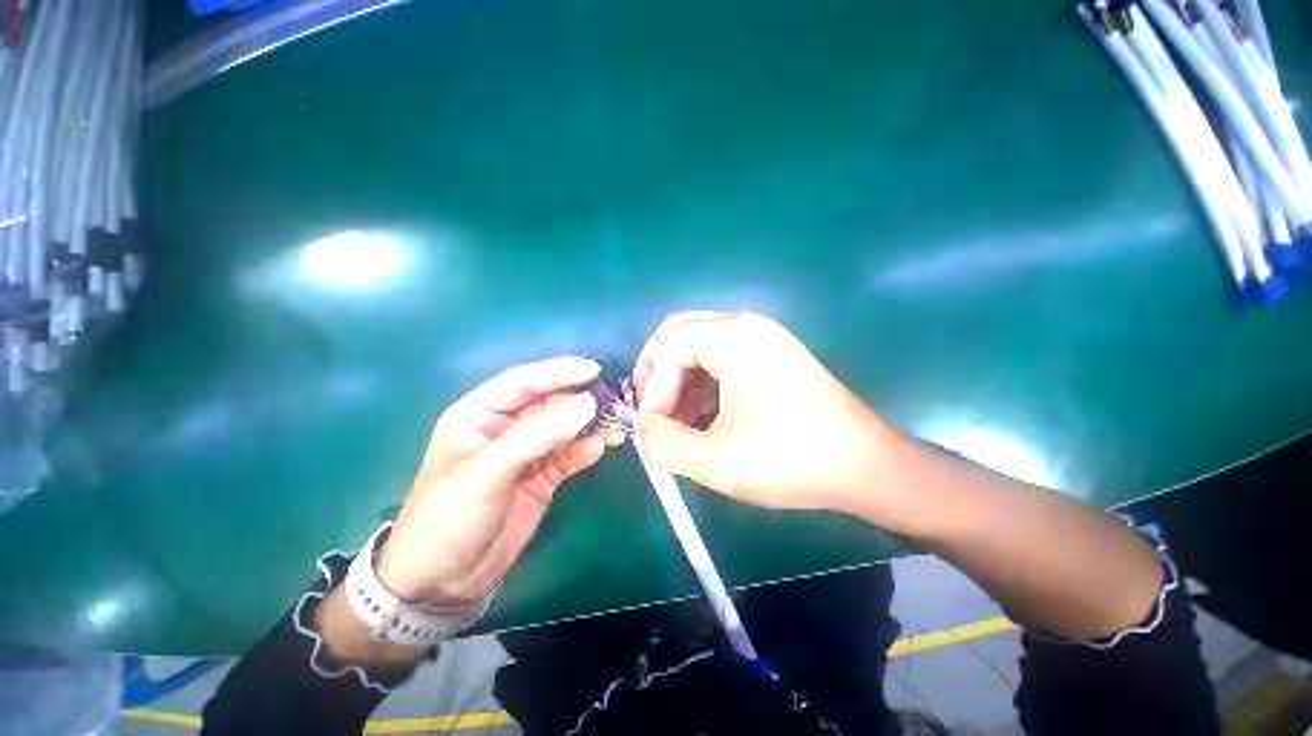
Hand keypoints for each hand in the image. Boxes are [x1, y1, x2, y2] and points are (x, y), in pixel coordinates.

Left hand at [374, 357, 608, 607]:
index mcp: (480, 414)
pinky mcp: (543, 477)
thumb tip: (588, 403)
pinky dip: (585, 451)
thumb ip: (538, 434)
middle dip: (579, 401)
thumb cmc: (449, 516)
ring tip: (615, 425)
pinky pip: (569, 456)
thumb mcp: (489, 470)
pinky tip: (599, 449)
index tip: (593, 370)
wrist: (444, 582)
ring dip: (589, 426)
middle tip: (611, 401)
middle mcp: (506, 427)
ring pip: (564, 429)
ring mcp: (527, 453)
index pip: (523, 382)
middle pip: (549, 403)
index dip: (558, 372)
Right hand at [633, 311, 900, 516]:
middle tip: (652, 408)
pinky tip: (699, 418)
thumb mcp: (717, 461)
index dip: (652, 386)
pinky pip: (719, 361)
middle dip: (657, 371)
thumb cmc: (792, 459)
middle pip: (680, 334)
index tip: (653, 426)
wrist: (866, 467)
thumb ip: (664, 444)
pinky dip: (700, 385)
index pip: (669, 346)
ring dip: (678, 380)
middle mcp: (747, 327)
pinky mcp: (770, 357)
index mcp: (735, 337)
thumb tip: (644, 428)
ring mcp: (762, 340)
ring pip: (698, 347)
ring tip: (674, 421)